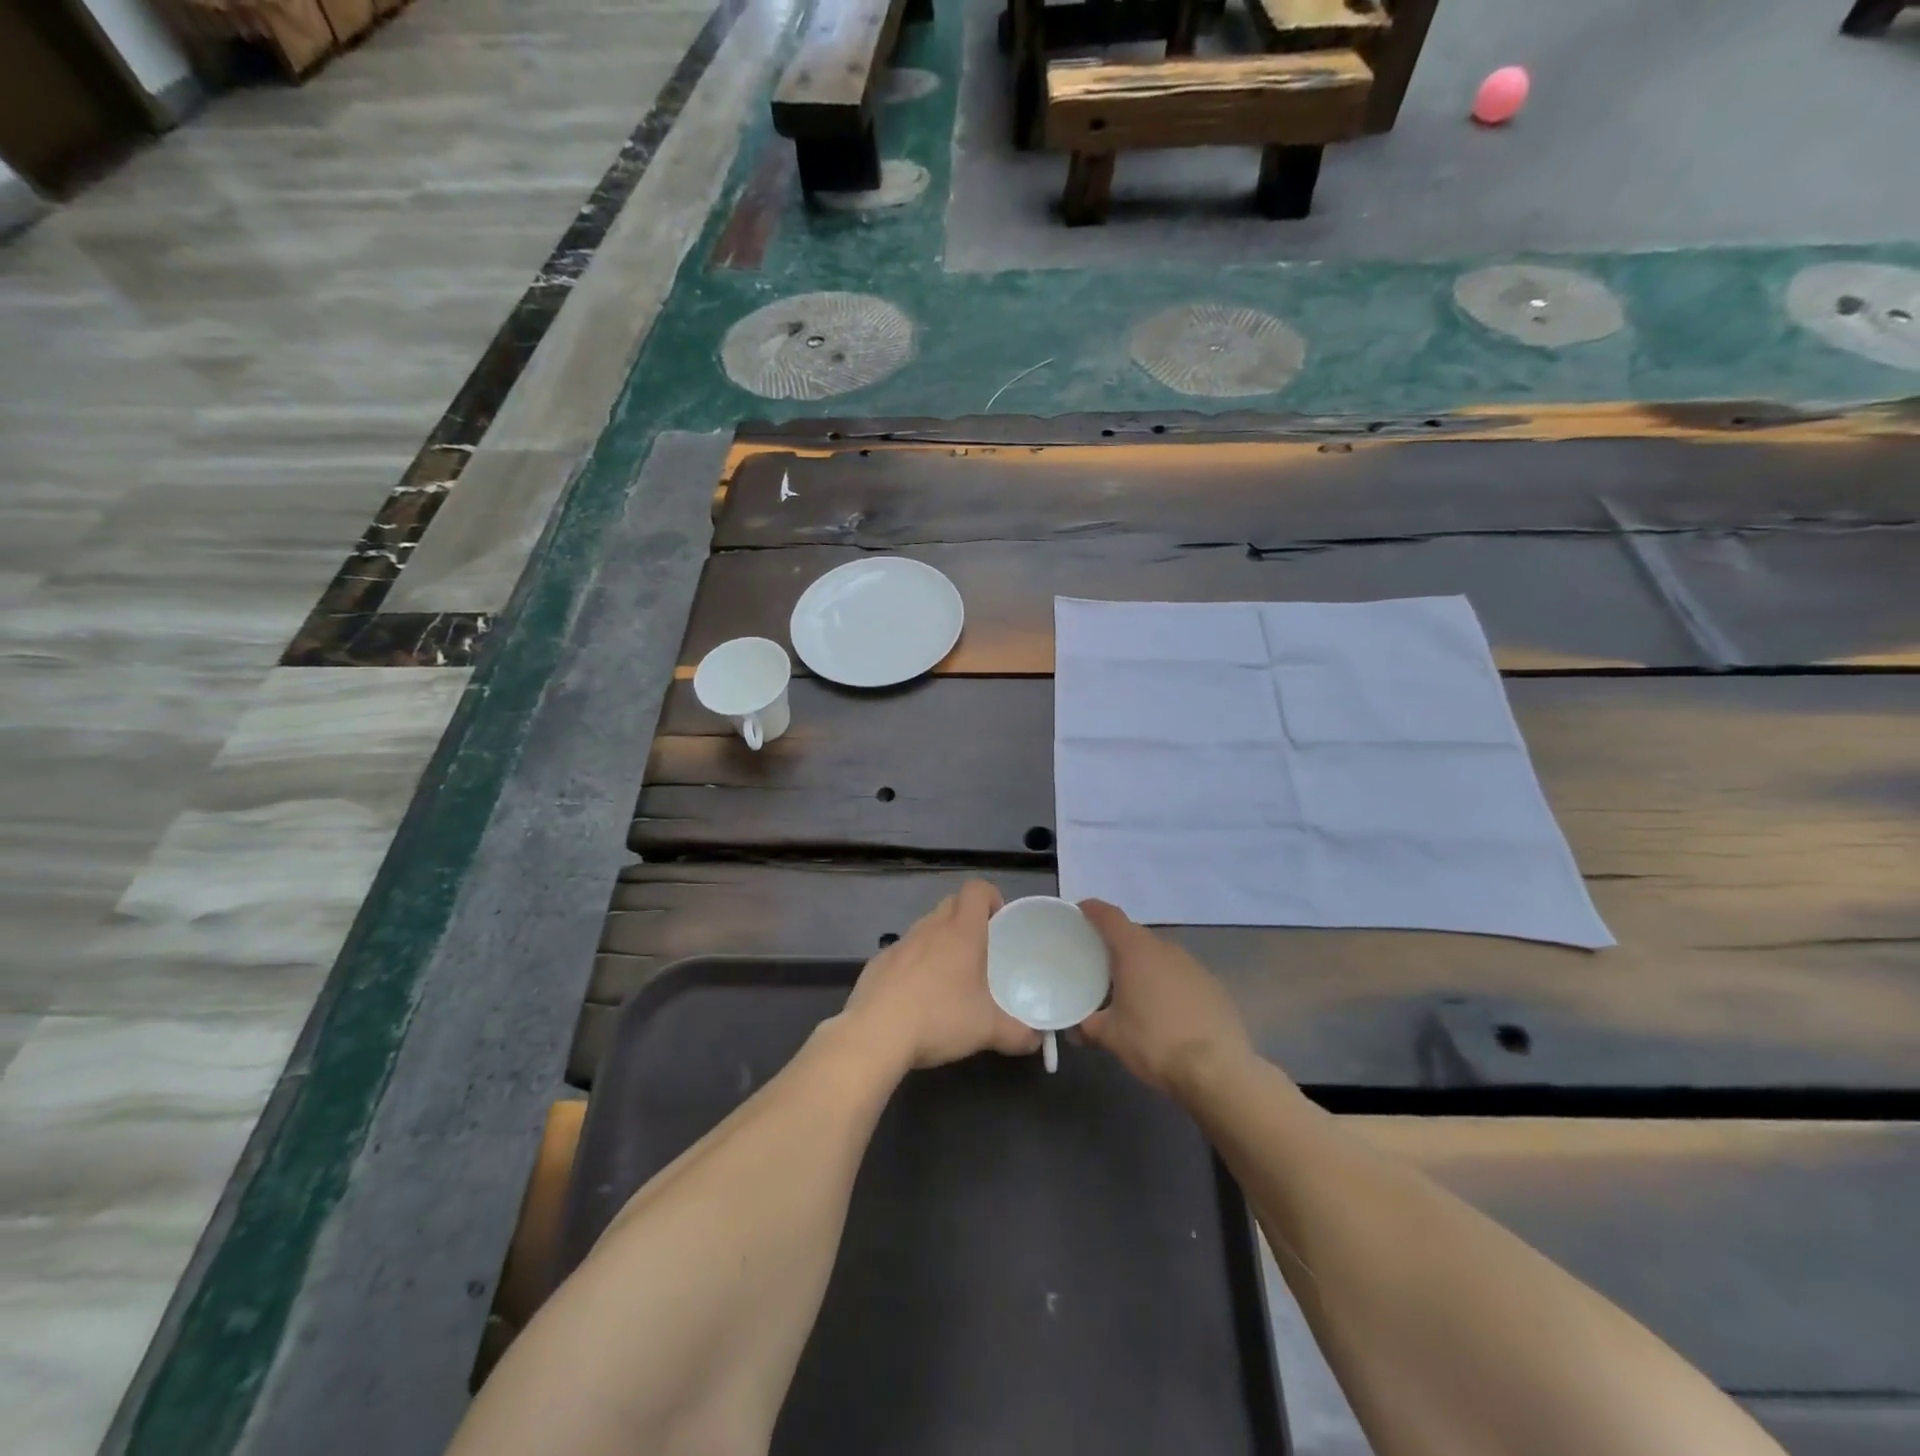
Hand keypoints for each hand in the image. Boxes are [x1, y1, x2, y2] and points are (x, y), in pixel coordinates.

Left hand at [841, 881, 1042, 1071]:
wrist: (876, 1034)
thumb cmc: (940, 1019)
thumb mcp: (987, 1030)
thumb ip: (1018, 1033)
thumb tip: (1036, 1040)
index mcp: (962, 932)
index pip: (977, 889)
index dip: (991, 897)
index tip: (999, 922)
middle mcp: (930, 928)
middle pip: (952, 903)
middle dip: (967, 918)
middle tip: (980, 951)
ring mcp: (901, 943)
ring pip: (926, 927)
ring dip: (940, 941)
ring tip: (949, 978)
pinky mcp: (878, 962)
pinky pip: (903, 952)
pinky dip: (914, 964)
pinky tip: (916, 997)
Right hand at [1078, 901, 1251, 1097]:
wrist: (1218, 1070)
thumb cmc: (1155, 1043)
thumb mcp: (1111, 1037)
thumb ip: (1087, 1027)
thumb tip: (1072, 1030)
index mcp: (1136, 950)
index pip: (1110, 916)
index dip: (1092, 910)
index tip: (1079, 913)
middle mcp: (1165, 949)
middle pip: (1134, 934)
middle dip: (1116, 944)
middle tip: (1098, 963)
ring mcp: (1194, 965)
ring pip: (1160, 956)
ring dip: (1143, 966)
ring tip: (1131, 990)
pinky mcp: (1214, 986)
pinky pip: (1181, 975)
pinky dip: (1167, 983)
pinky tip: (1165, 1010)